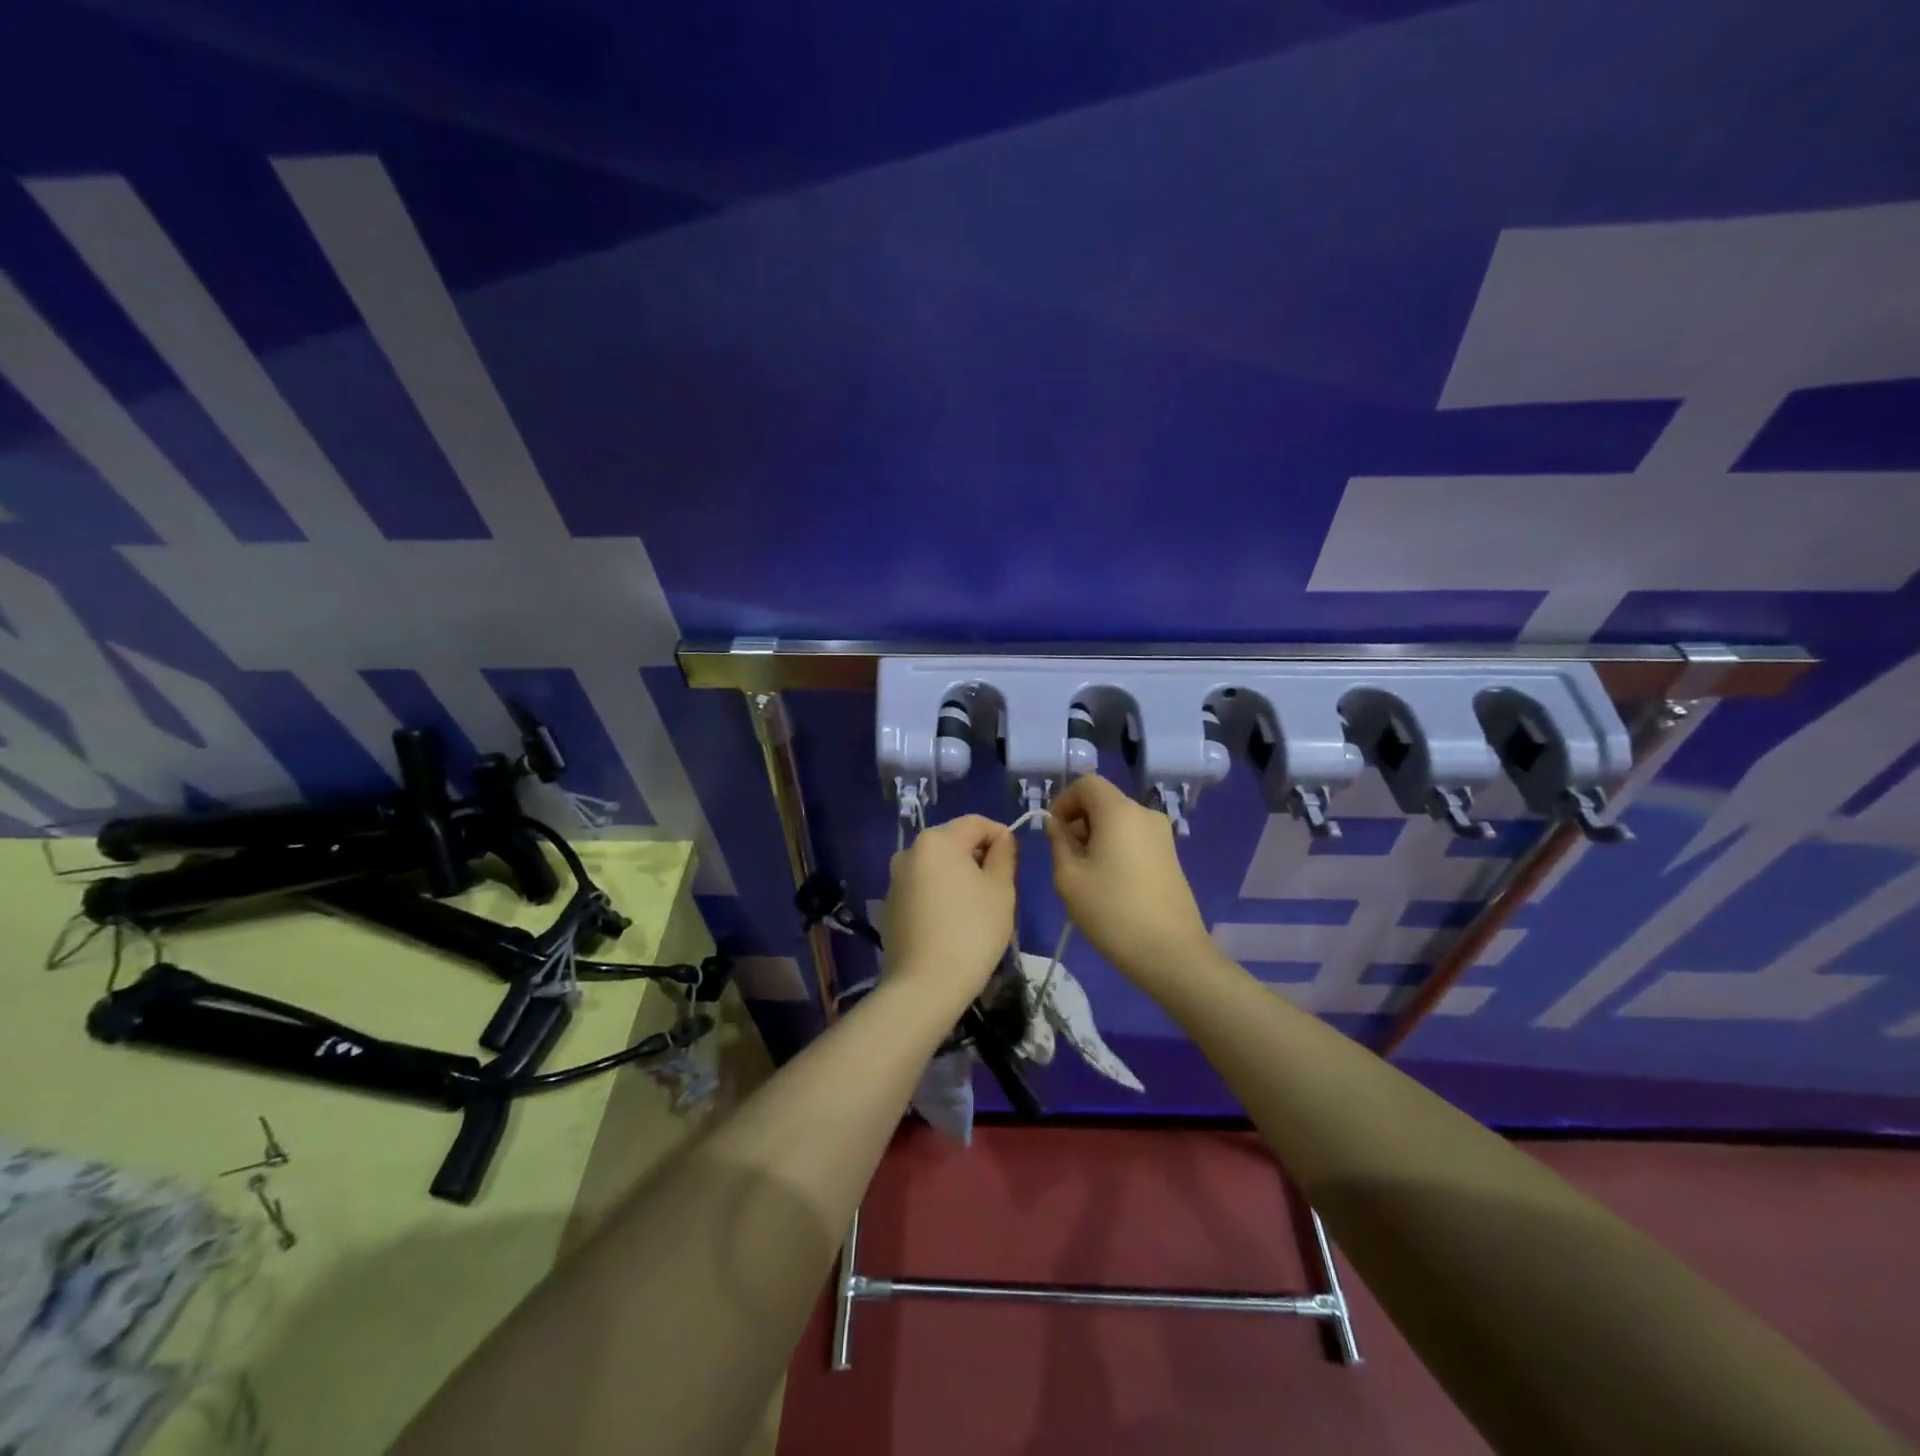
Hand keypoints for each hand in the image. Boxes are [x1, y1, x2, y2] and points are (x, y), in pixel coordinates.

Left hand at [880, 815, 1016, 1015]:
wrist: (925, 985)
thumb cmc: (972, 931)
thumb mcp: (1001, 889)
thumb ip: (1004, 855)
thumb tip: (1001, 839)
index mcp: (936, 840)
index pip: (976, 823)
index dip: (1001, 835)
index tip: (1015, 861)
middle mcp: (909, 852)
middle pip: (954, 842)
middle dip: (979, 857)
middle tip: (1000, 888)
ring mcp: (895, 880)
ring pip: (937, 867)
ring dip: (959, 877)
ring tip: (978, 908)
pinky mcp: (890, 906)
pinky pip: (923, 889)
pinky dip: (940, 895)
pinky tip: (953, 924)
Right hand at [1045, 774, 1211, 982]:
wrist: (1171, 953)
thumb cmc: (1112, 911)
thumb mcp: (1069, 877)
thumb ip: (1058, 842)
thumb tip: (1057, 824)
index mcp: (1119, 811)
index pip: (1087, 783)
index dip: (1063, 800)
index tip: (1052, 831)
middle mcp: (1144, 814)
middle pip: (1103, 801)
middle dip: (1078, 820)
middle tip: (1064, 857)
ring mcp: (1162, 836)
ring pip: (1119, 821)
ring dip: (1096, 836)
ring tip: (1084, 875)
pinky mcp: (1170, 856)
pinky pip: (1134, 838)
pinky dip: (1115, 848)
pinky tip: (1109, 884)